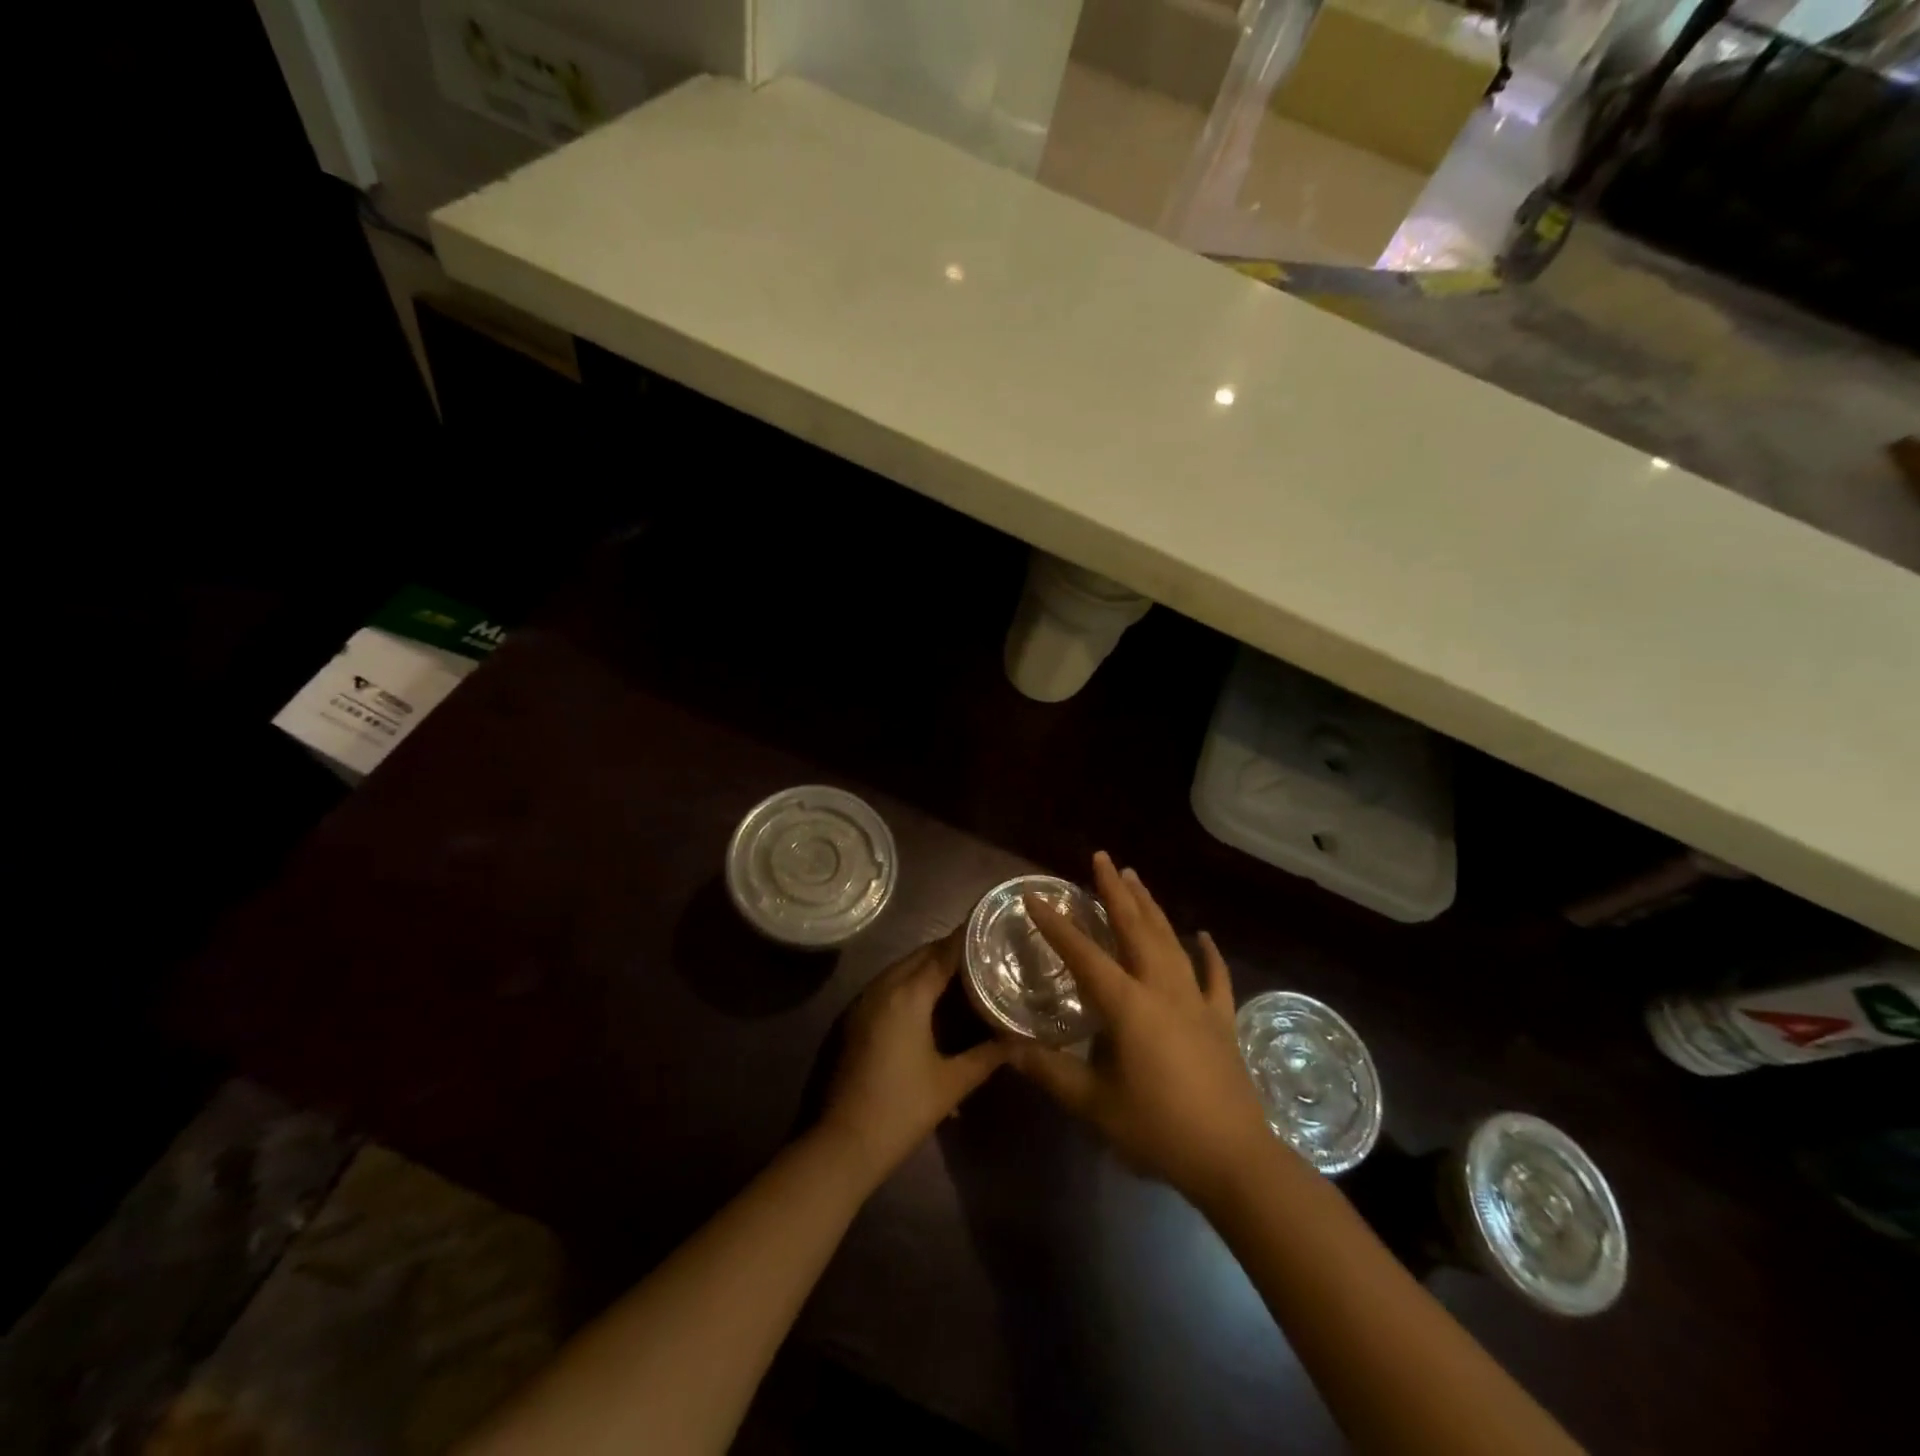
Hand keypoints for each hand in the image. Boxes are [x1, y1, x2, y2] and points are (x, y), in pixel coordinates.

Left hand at [819, 932, 1006, 1183]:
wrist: (842, 1144)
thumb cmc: (901, 1110)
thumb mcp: (952, 1083)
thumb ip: (988, 1055)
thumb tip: (1021, 1038)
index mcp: (907, 994)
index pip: (944, 952)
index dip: (969, 938)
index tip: (994, 928)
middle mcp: (883, 987)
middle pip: (922, 955)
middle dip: (952, 951)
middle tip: (986, 955)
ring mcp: (863, 1001)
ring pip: (903, 968)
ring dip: (931, 966)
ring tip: (966, 976)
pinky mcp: (855, 1017)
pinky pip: (889, 985)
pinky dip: (912, 983)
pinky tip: (933, 1002)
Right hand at [1008, 852, 1275, 1205]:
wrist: (1233, 1159)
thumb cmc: (1158, 1129)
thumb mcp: (1094, 1105)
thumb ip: (1051, 1073)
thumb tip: (1010, 1049)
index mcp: (1127, 1005)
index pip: (1083, 954)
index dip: (1056, 925)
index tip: (1035, 896)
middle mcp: (1161, 989)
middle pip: (1134, 928)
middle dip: (1114, 891)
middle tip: (1101, 858)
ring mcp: (1196, 1000)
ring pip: (1169, 940)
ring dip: (1150, 906)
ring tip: (1135, 877)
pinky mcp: (1221, 1019)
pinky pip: (1215, 976)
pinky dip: (1209, 953)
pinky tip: (1203, 935)